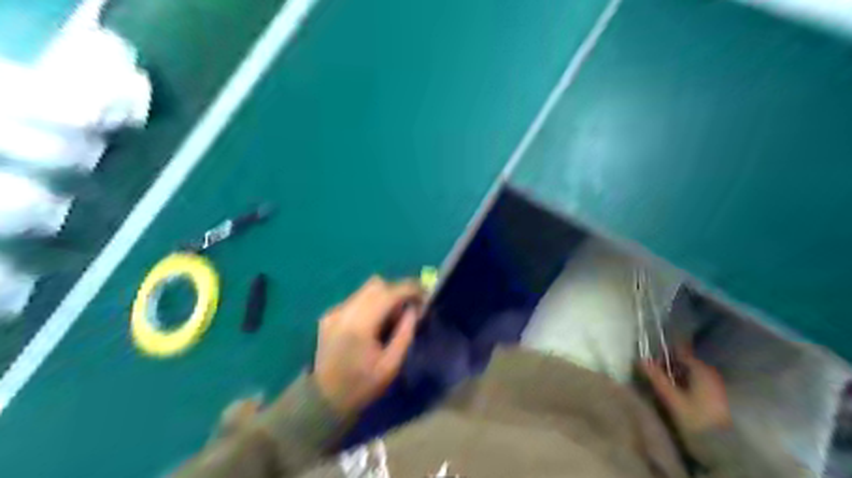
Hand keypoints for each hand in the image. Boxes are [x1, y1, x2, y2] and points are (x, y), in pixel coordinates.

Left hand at [313, 278, 420, 415]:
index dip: (409, 289)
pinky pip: (356, 300)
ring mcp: (334, 312)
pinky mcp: (329, 315)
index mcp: (360, 325)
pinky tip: (373, 324)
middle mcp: (344, 312)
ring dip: (384, 296)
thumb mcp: (391, 366)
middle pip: (376, 285)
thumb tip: (413, 309)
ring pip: (365, 290)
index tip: (424, 294)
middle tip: (409, 309)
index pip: (388, 293)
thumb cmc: (361, 386)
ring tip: (391, 318)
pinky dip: (370, 304)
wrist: (324, 400)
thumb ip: (404, 334)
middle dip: (397, 291)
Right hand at [646, 345, 732, 434]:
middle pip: (687, 363)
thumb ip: (657, 378)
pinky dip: (687, 383)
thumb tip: (641, 360)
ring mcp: (716, 385)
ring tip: (665, 383)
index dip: (665, 355)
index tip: (652, 359)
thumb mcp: (672, 398)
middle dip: (671, 365)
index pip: (680, 353)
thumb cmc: (695, 417)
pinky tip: (678, 392)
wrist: (721, 444)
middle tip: (656, 372)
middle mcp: (711, 373)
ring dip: (678, 375)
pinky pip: (699, 382)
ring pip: (693, 373)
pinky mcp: (718, 397)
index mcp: (701, 370)